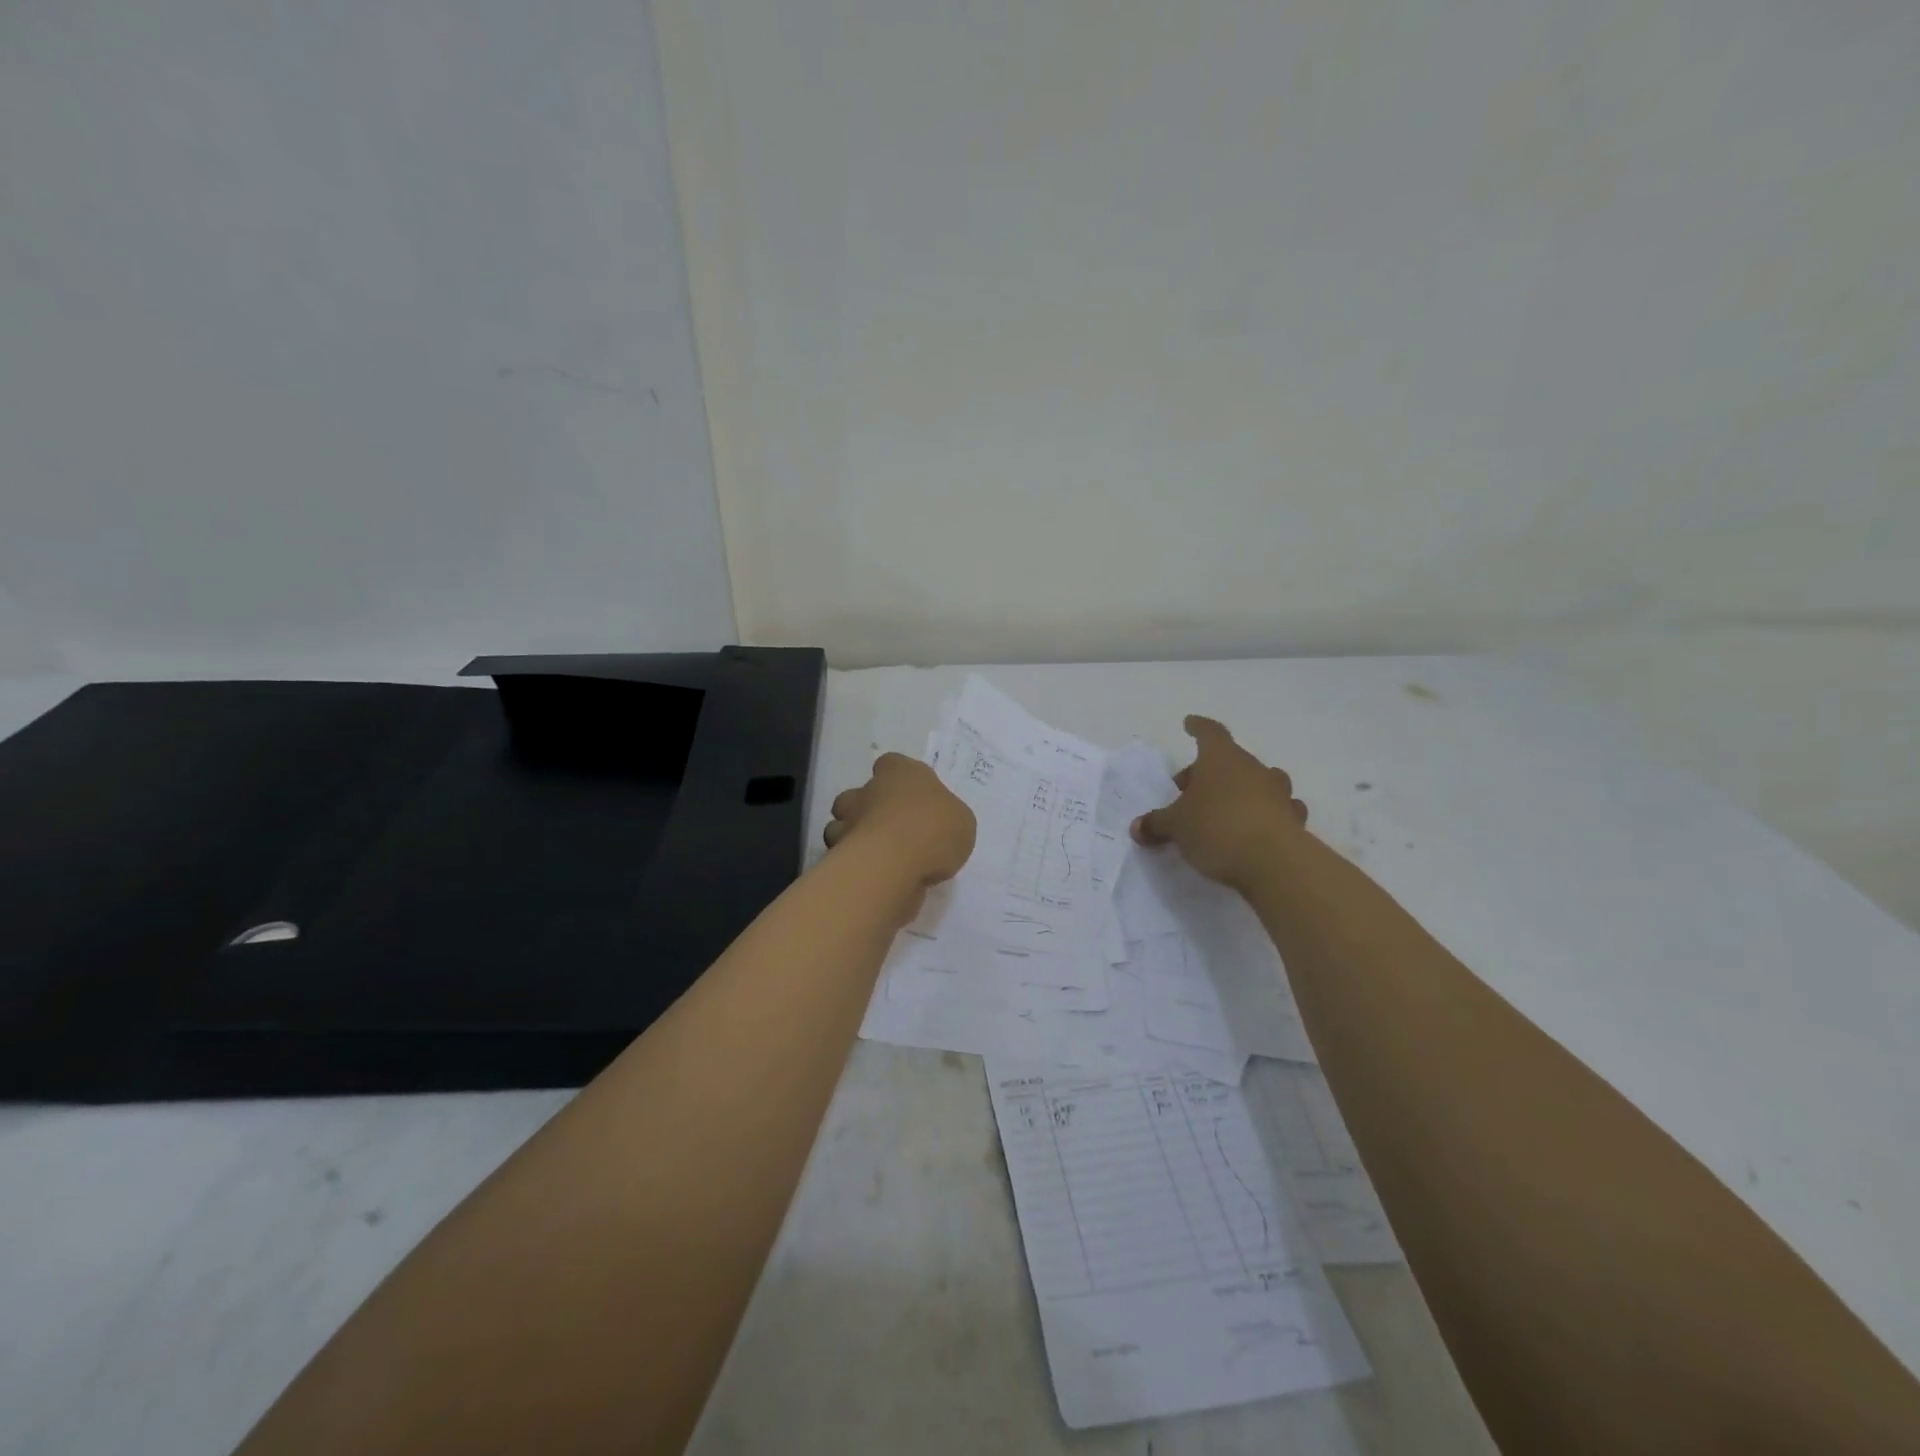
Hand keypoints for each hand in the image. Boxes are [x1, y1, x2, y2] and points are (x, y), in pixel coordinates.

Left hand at [823, 753, 975, 886]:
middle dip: (868, 809)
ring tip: (878, 857)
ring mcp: (848, 821)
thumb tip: (939, 824)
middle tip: (893, 831)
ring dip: (854, 836)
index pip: (891, 764)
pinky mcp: (839, 853)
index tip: (910, 798)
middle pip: (859, 794)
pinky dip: (853, 863)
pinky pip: (842, 855)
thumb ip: (947, 818)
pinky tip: (873, 875)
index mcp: (901, 772)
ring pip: (841, 824)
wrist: (894, 863)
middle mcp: (869, 790)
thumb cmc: (934, 829)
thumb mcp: (962, 822)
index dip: (898, 780)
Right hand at [1130, 716, 1308, 888]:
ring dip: (1241, 791)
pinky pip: (1277, 809)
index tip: (1190, 723)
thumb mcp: (1175, 826)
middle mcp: (1252, 768)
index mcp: (1221, 759)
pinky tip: (1255, 829)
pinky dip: (1265, 814)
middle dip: (1209, 772)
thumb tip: (1137, 827)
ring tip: (1225, 810)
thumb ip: (1156, 823)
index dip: (1198, 727)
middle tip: (1189, 793)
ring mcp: (1277, 793)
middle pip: (1230, 760)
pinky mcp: (1293, 820)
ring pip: (1258, 782)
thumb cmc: (1217, 828)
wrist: (1274, 862)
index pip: (1209, 732)